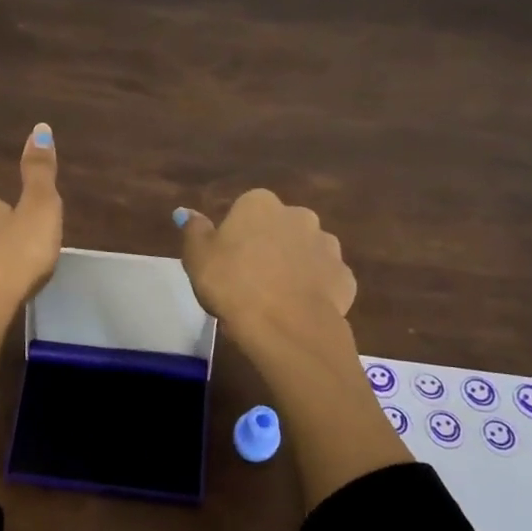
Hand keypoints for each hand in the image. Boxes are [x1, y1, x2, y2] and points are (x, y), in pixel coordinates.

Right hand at [175, 189, 355, 343]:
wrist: (286, 326)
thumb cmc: (232, 284)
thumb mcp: (198, 257)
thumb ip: (194, 230)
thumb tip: (187, 212)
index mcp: (260, 204)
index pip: (245, 211)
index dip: (235, 237)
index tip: (226, 263)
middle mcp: (299, 215)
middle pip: (279, 228)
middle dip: (269, 246)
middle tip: (249, 280)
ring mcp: (327, 245)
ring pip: (305, 252)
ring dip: (294, 266)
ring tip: (276, 298)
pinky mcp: (344, 277)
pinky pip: (324, 279)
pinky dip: (314, 290)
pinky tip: (298, 310)